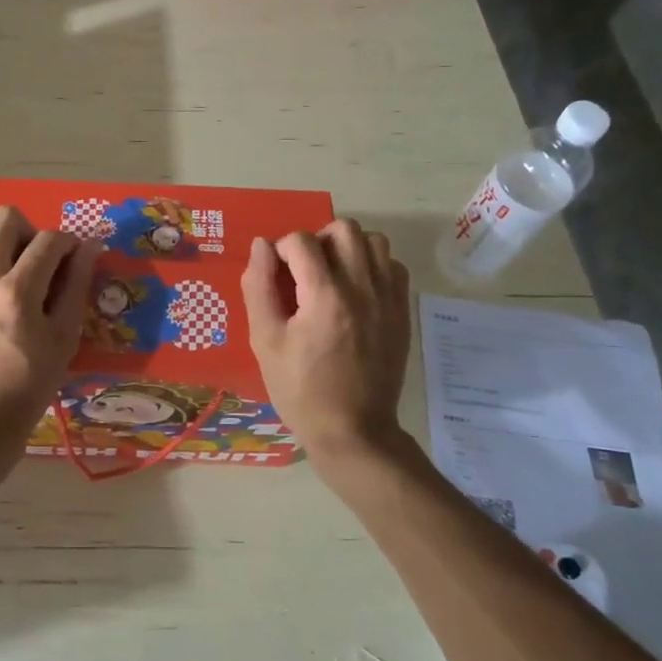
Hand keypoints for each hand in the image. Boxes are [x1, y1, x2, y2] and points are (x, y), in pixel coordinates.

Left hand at [0, 206, 98, 454]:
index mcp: (19, 293)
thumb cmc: (27, 386)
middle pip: (5, 219)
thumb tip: (90, 245)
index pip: (50, 240)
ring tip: (1, 259)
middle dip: (29, 229)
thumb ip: (77, 287)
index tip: (71, 257)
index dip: (68, 242)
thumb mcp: (63, 340)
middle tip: (34, 258)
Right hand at [242, 219, 415, 478]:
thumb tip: (261, 246)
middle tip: (304, 269)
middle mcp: (362, 288)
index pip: (301, 241)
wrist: (354, 430)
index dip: (281, 250)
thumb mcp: (265, 341)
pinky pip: (394, 266)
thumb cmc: (300, 389)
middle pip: (344, 229)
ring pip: (374, 242)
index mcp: (324, 296)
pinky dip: (373, 266)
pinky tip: (356, 291)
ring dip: (349, 248)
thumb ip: (259, 287)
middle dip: (317, 239)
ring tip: (332, 275)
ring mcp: (388, 299)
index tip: (275, 274)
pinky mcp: (402, 312)